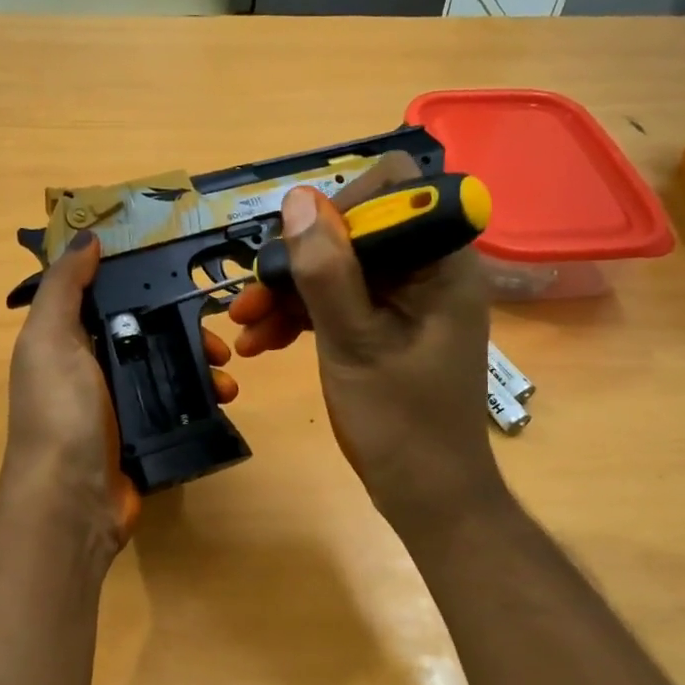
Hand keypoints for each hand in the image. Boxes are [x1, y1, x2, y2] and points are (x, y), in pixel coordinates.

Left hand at [4, 232, 237, 555]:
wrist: (71, 500)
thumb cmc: (59, 411)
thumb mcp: (50, 338)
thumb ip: (64, 287)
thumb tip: (87, 239)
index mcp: (68, 342)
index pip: (112, 300)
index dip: (146, 285)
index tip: (188, 276)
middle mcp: (93, 370)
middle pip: (149, 335)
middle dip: (187, 331)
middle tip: (220, 338)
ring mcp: (120, 406)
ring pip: (169, 371)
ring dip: (202, 366)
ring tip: (228, 375)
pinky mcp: (144, 437)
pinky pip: (178, 407)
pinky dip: (203, 400)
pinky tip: (224, 400)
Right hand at [227, 154, 503, 535]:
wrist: (427, 495)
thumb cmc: (400, 422)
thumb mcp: (354, 342)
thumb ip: (326, 271)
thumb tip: (298, 199)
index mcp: (441, 261)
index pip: (394, 189)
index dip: (340, 207)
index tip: (299, 249)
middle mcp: (427, 270)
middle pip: (355, 232)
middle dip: (298, 262)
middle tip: (250, 298)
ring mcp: (406, 301)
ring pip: (340, 270)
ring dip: (289, 294)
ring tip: (243, 328)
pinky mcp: (387, 327)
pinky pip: (340, 303)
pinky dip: (302, 318)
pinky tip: (262, 343)